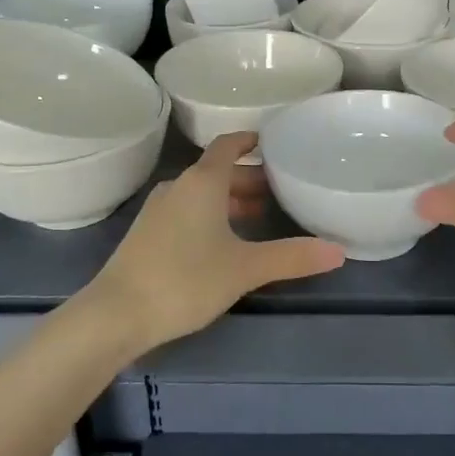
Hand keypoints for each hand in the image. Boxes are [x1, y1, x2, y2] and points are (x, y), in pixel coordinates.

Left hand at [94, 132, 344, 349]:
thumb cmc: (185, 280)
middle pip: (218, 171)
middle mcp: (179, 187)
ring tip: (259, 217)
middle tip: (280, 190)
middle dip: (248, 178)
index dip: (250, 141)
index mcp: (202, 182)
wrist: (115, 314)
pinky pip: (187, 211)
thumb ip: (292, 257)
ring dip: (229, 200)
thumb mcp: (245, 268)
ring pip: (202, 194)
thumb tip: (339, 251)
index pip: (228, 145)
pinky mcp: (148, 234)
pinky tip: (224, 243)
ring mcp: (159, 211)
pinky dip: (210, 215)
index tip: (274, 143)